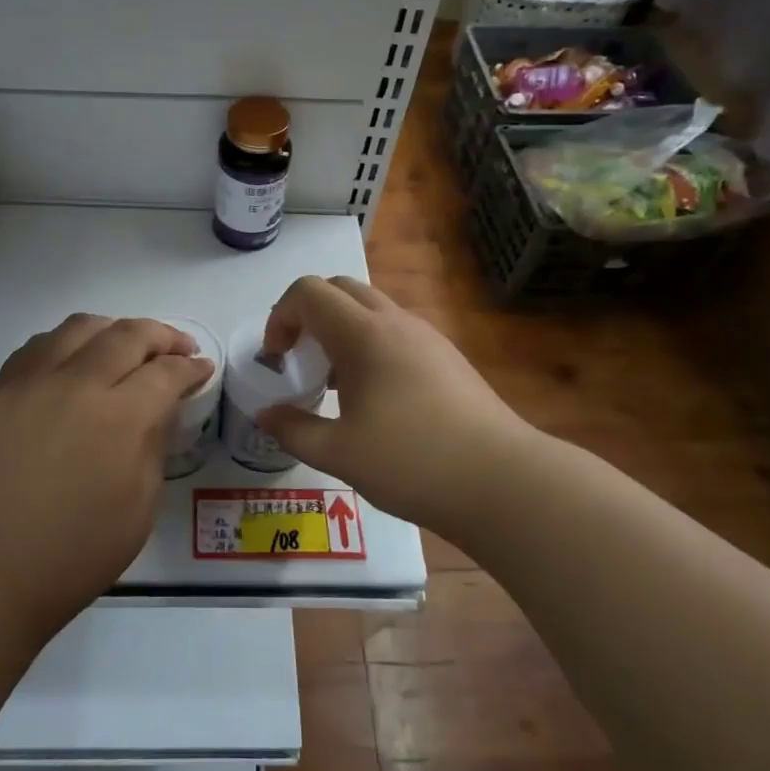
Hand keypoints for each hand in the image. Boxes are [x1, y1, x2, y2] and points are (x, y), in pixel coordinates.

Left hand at [0, 314, 213, 632]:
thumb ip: (155, 444)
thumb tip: (162, 406)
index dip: (191, 367)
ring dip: (114, 329)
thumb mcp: (140, 506)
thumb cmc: (76, 553)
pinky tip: (76, 360)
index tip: (202, 368)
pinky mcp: (2, 390)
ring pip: (81, 326)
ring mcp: (34, 382)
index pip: (166, 372)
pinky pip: (40, 344)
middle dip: (162, 336)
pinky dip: (69, 342)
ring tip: (126, 347)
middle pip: (128, 334)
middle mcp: (78, 384)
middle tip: (178, 349)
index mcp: (120, 418)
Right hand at [255, 276, 536, 537]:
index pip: (308, 292)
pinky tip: (374, 397)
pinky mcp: (446, 356)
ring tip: (334, 382)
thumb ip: (293, 429)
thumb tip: (266, 415)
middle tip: (300, 359)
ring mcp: (426, 336)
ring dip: (340, 329)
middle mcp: (395, 321)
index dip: (281, 316)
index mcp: (364, 334)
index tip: (277, 358)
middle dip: (308, 315)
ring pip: (370, 308)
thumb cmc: (412, 463)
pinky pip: (395, 330)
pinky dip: (369, 344)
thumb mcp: (339, 454)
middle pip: (339, 288)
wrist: (503, 482)